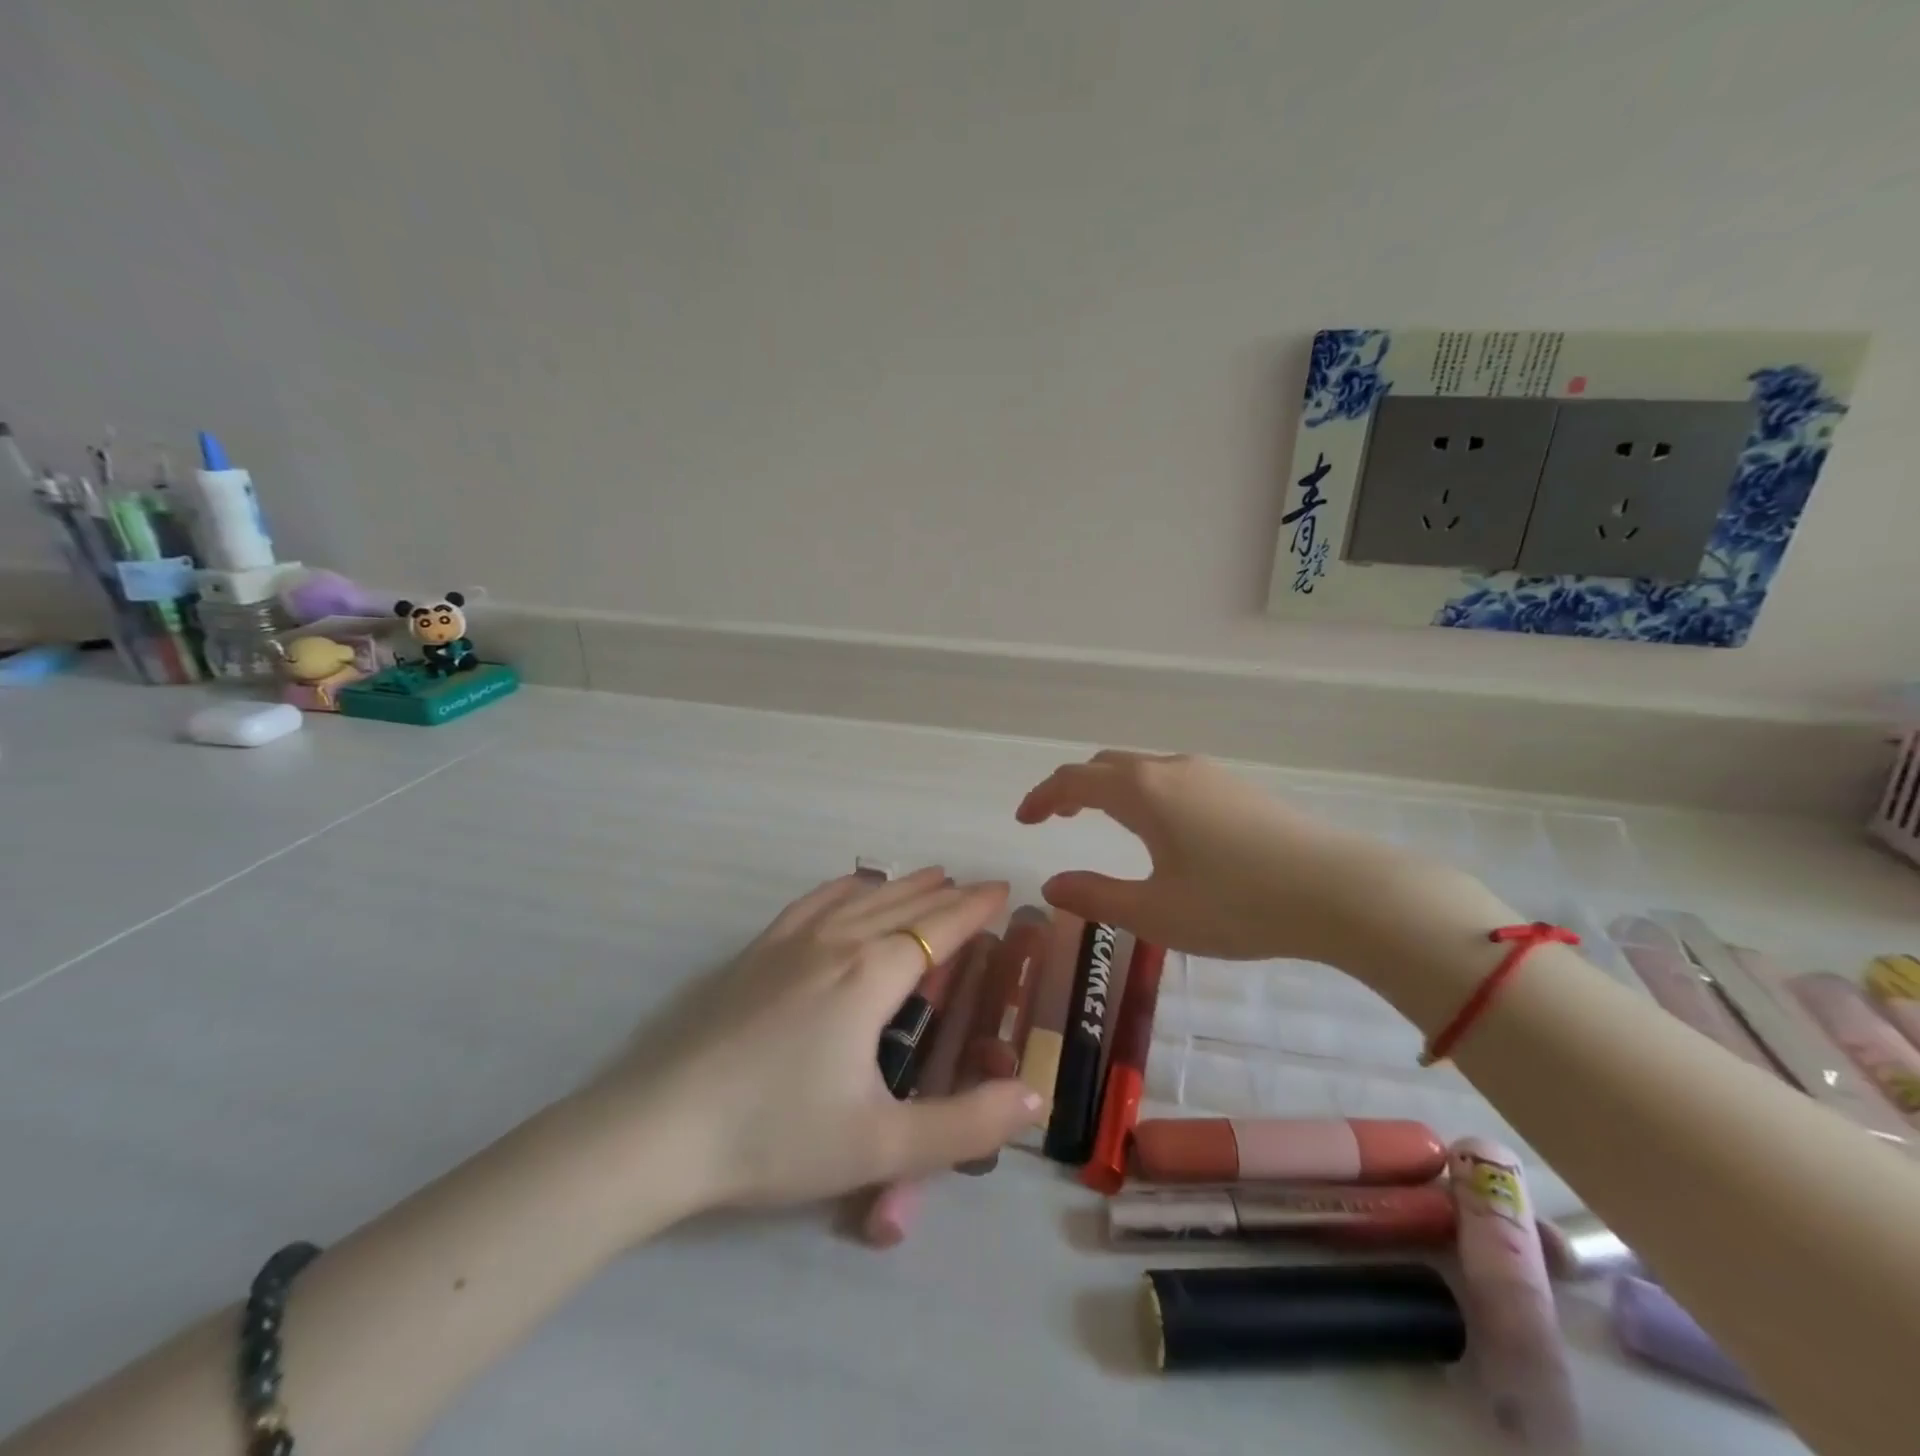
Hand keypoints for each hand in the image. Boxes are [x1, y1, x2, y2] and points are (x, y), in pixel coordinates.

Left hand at [592, 868, 1044, 1218]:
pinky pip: (813, 902)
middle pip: (904, 907)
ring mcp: (790, 944)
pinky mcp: (755, 954)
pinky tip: (851, 886)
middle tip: (977, 886)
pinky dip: (844, 888)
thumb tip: (1033, 1100)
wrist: (661, 1130)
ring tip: (930, 876)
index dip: (975, 910)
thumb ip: (964, 1125)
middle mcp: (836, 944)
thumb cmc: (777, 1136)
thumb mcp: (881, 1145)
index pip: (939, 930)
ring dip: (902, 885)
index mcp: (871, 977)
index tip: (1004, 891)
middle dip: (946, 894)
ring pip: (861, 898)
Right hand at [1017, 750, 1467, 965]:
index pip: (1074, 780)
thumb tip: (1052, 885)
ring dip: (1111, 788)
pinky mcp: (1240, 788)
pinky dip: (1144, 792)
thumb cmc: (1238, 905)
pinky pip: (1173, 778)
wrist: (1342, 891)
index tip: (1024, 820)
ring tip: (1103, 819)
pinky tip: (1162, 828)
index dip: (1042, 797)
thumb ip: (1096, 897)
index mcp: (1143, 793)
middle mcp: (1171, 771)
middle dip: (1074, 787)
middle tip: (1058, 817)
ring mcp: (1210, 775)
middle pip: (1107, 765)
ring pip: (1143, 769)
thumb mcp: (1156, 912)